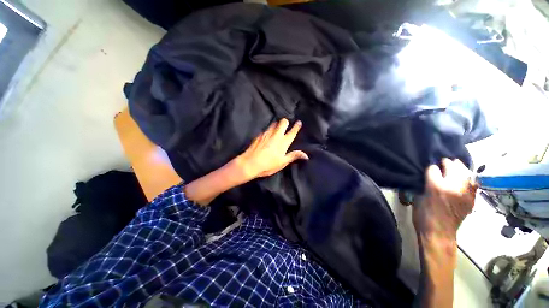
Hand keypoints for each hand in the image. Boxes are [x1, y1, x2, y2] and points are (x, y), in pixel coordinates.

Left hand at [235, 118, 308, 179]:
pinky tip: (267, 135)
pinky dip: (269, 130)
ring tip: (277, 129)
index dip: (296, 126)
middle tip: (286, 125)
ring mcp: (266, 134)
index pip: (292, 132)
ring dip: (277, 125)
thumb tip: (306, 155)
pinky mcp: (259, 135)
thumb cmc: (268, 165)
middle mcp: (276, 135)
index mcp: (283, 142)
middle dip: (286, 122)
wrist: (250, 163)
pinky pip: (266, 129)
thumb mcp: (282, 162)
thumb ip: (294, 156)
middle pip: (283, 122)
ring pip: (274, 123)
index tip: (299, 122)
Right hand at [413, 158, 477, 240]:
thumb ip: (424, 183)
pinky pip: (473, 183)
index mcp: (436, 187)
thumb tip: (427, 174)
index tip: (429, 168)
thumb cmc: (422, 215)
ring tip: (454, 168)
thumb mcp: (417, 197)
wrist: (439, 233)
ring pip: (466, 172)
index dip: (430, 167)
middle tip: (442, 164)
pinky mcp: (471, 199)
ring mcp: (465, 193)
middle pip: (453, 166)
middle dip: (446, 163)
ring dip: (459, 168)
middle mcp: (453, 187)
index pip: (434, 168)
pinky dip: (468, 178)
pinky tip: (463, 179)